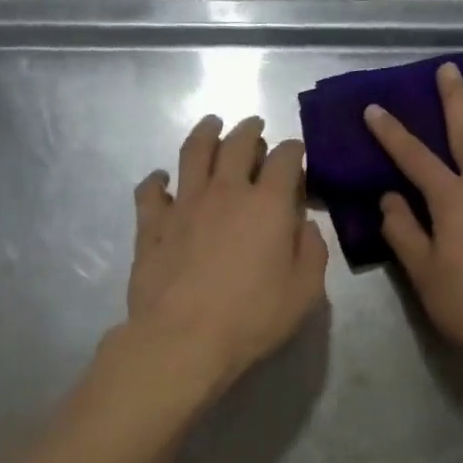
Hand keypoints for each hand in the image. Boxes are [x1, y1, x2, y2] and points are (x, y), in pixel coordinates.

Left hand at [126, 114, 328, 392]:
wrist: (183, 338)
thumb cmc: (252, 317)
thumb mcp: (305, 291)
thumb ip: (312, 251)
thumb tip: (304, 224)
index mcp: (267, 204)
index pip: (284, 159)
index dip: (293, 149)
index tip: (295, 151)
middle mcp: (225, 192)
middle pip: (236, 144)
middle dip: (249, 129)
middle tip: (254, 125)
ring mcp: (183, 204)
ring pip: (193, 153)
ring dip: (205, 133)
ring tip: (211, 124)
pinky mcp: (151, 224)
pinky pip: (150, 190)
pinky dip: (156, 179)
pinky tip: (161, 179)